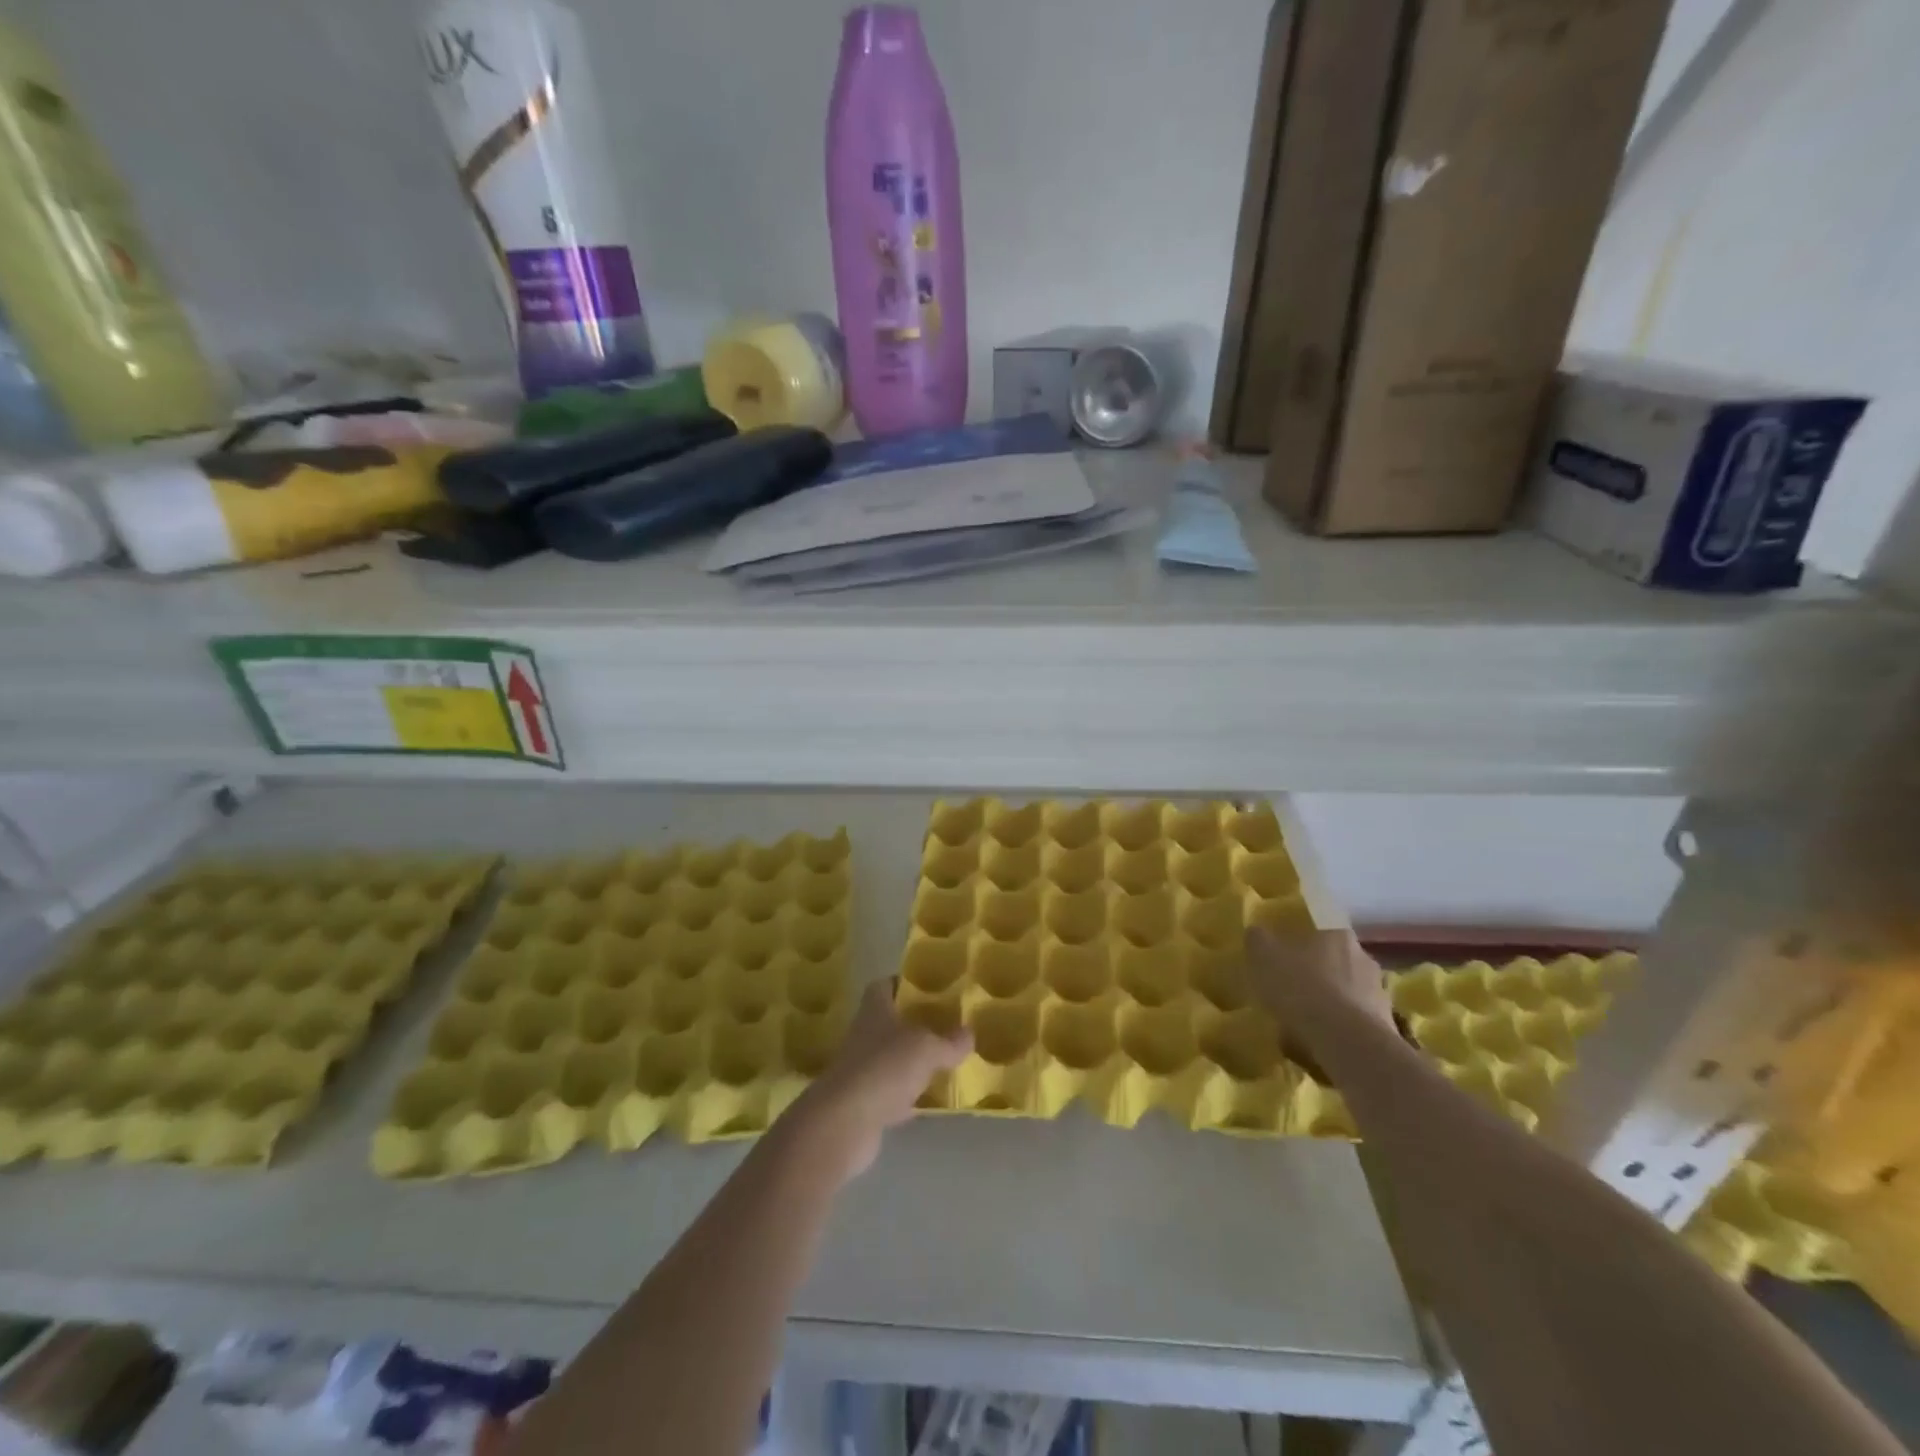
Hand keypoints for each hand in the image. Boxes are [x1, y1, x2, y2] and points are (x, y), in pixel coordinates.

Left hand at [792, 980, 971, 1179]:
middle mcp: (864, 1035)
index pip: (884, 985)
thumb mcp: (928, 1048)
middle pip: (890, 1023)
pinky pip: (891, 1094)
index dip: (904, 984)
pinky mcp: (862, 1104)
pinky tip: (929, 1102)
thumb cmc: (885, 1068)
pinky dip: (908, 1098)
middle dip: (915, 1025)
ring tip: (945, 1062)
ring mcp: (861, 1071)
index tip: (929, 989)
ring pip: (891, 1059)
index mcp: (875, 1010)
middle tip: (946, 1027)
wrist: (844, 1124)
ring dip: (912, 1063)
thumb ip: (950, 1041)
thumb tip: (969, 1033)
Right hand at [1247, 927, 1395, 1033]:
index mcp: (1337, 934)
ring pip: (1348, 992)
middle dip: (1318, 973)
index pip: (1321, 928)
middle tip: (1293, 989)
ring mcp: (1379, 994)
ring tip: (1304, 1023)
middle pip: (1337, 961)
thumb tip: (1257, 933)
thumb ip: (1258, 940)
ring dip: (1331, 1003)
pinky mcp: (1386, 1028)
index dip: (1303, 941)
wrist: (1347, 1042)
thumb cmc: (1302, 988)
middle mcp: (1364, 957)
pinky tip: (1319, 1044)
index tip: (1287, 954)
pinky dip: (1339, 1030)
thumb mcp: (1263, 957)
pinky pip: (1356, 1023)